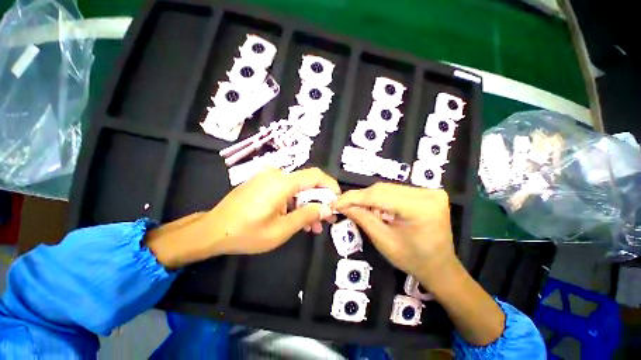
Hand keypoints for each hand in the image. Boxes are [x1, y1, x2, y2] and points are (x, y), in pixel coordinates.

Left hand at [205, 167, 338, 253]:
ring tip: (312, 226)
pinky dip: (294, 203)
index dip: (330, 186)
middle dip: (319, 201)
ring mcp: (268, 178)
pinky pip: (285, 190)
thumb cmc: (247, 233)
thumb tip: (327, 208)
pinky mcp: (263, 183)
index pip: (316, 176)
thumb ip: (307, 215)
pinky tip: (296, 218)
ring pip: (297, 189)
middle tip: (326, 219)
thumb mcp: (282, 229)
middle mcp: (277, 174)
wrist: (213, 230)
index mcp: (282, 182)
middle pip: (307, 183)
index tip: (336, 201)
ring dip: (307, 205)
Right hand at [333, 183, 456, 290]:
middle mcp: (427, 194)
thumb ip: (363, 218)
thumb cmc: (413, 260)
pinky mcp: (426, 192)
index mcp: (420, 208)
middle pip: (383, 189)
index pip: (379, 196)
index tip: (336, 202)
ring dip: (369, 198)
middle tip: (343, 205)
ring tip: (357, 207)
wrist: (440, 267)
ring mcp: (429, 191)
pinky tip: (373, 207)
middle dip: (360, 198)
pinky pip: (395, 191)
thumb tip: (342, 205)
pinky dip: (380, 198)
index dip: (354, 198)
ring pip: (387, 188)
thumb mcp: (383, 241)